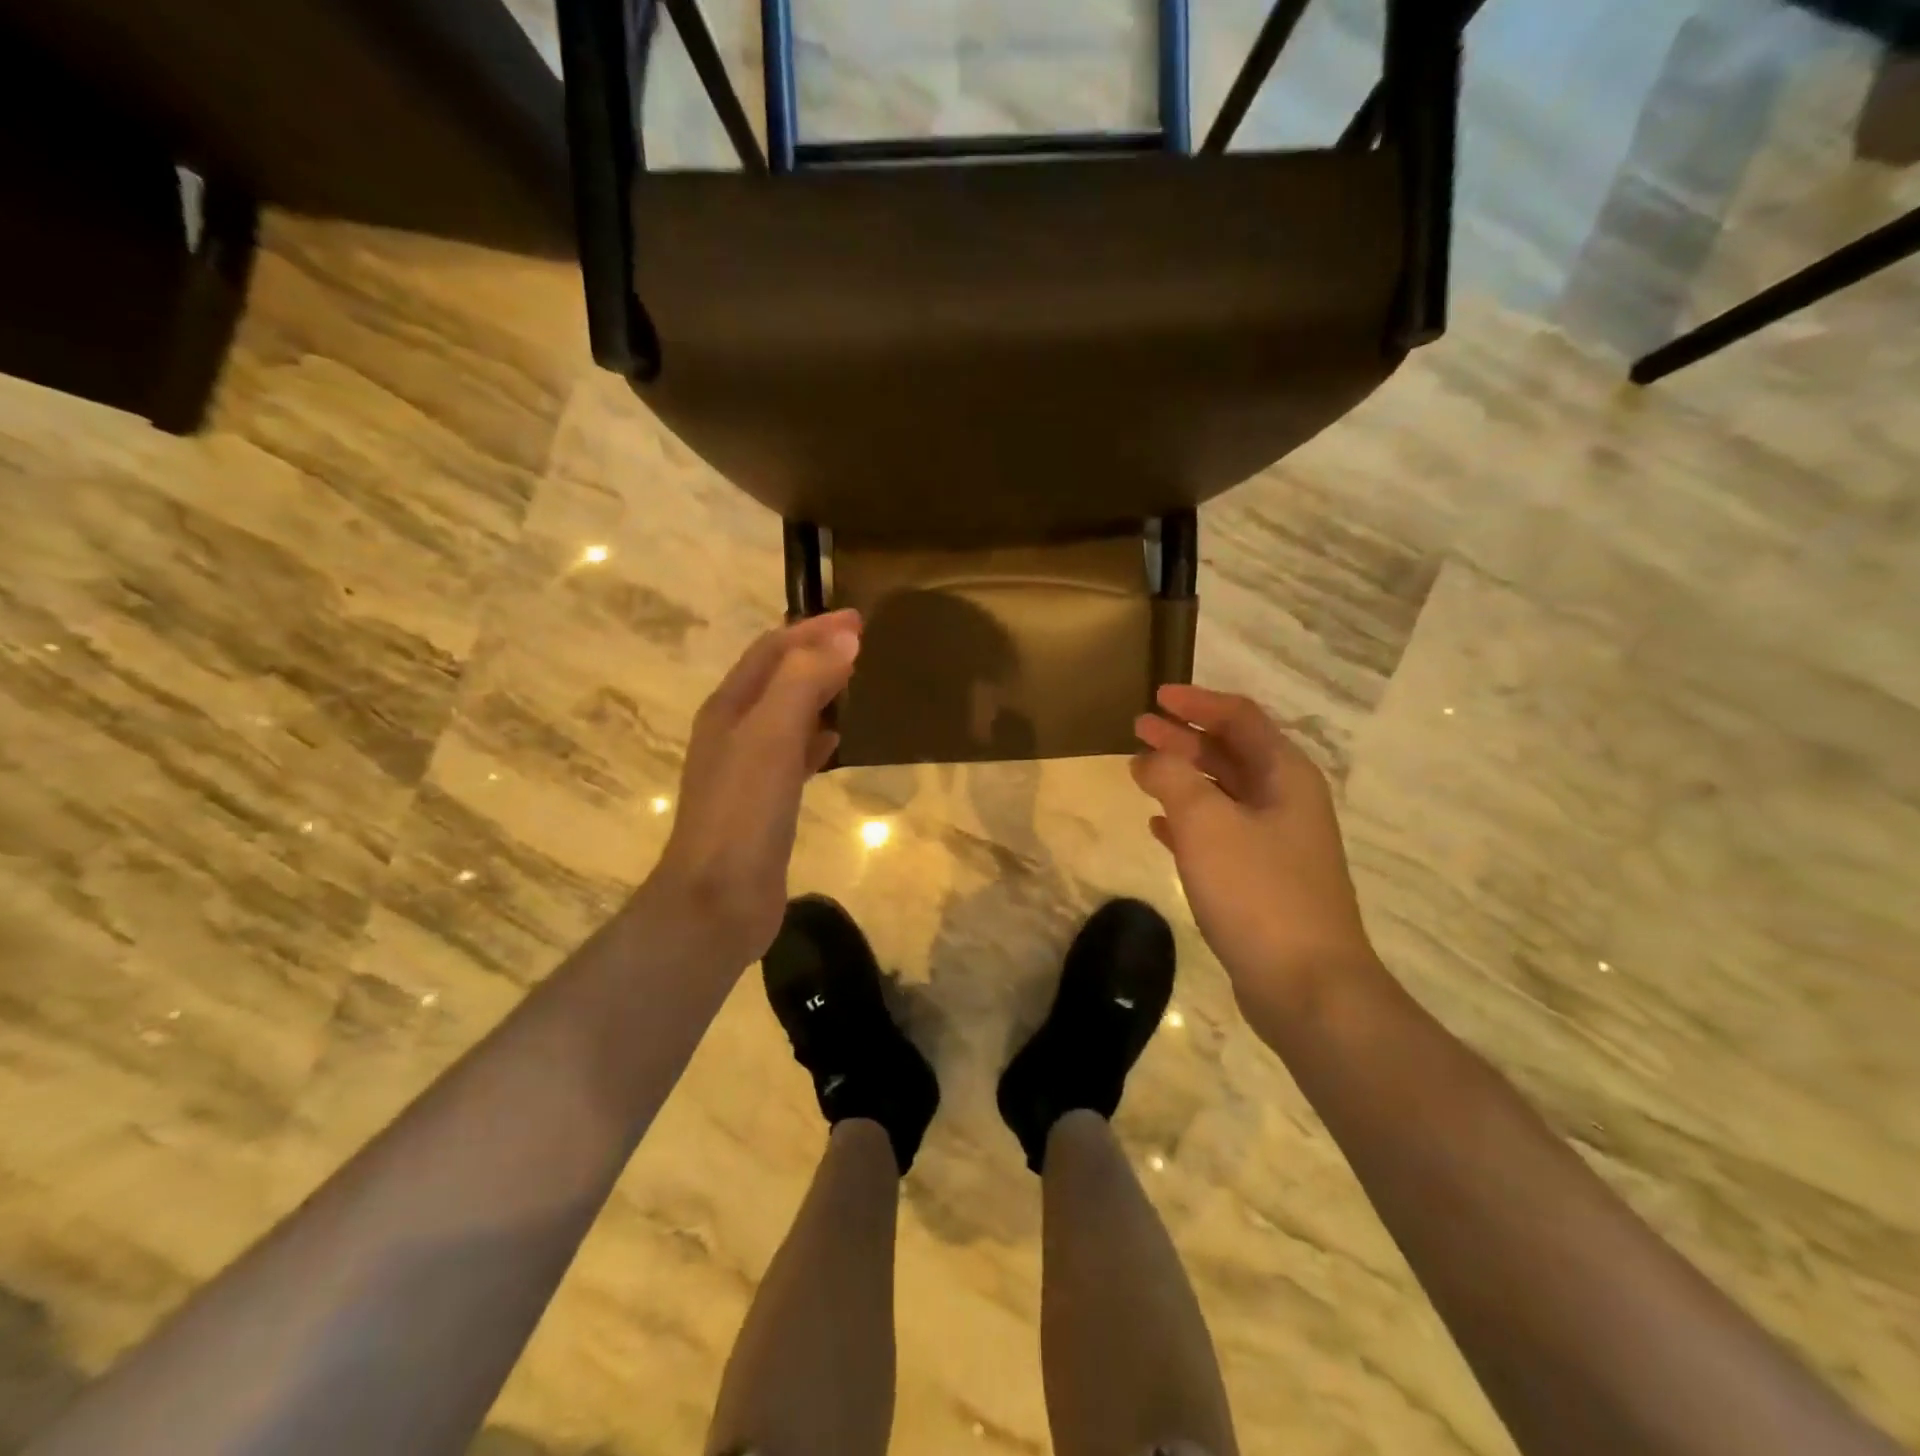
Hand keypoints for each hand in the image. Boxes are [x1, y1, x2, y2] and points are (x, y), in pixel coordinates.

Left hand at [647, 610, 860, 966]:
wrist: (718, 900)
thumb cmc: (743, 813)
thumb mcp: (771, 737)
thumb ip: (804, 682)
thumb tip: (844, 638)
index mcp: (729, 708)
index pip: (772, 650)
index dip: (812, 629)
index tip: (858, 619)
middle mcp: (733, 731)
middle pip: (777, 678)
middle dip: (815, 654)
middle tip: (861, 644)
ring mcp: (746, 769)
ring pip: (786, 714)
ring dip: (817, 692)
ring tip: (854, 682)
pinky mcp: (764, 802)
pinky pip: (793, 754)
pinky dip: (816, 737)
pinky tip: (836, 742)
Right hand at [1132, 684, 1378, 1026]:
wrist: (1307, 986)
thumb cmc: (1258, 891)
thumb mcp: (1207, 823)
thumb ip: (1173, 778)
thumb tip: (1151, 757)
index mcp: (1285, 776)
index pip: (1240, 718)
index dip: (1197, 702)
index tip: (1156, 696)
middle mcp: (1285, 802)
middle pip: (1230, 752)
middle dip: (1184, 738)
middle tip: (1138, 729)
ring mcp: (1276, 843)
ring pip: (1222, 793)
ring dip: (1182, 777)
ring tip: (1140, 771)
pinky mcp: (1261, 880)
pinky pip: (1219, 834)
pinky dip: (1188, 821)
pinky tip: (1159, 826)